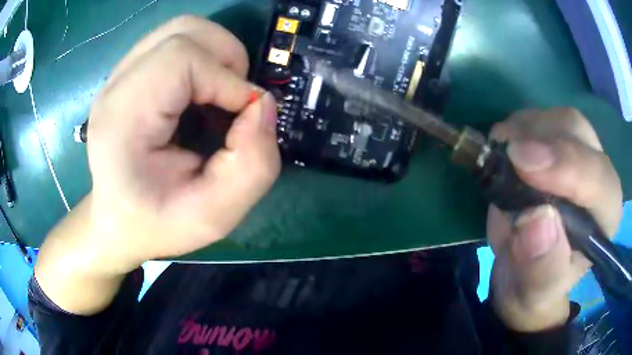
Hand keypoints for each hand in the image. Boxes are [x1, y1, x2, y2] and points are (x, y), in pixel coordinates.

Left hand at [35, 16, 279, 313]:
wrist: (118, 222)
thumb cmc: (157, 224)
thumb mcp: (214, 216)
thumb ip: (253, 166)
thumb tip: (264, 106)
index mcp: (123, 120)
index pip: (181, 58)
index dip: (226, 79)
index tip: (244, 116)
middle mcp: (116, 88)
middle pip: (183, 31)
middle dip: (225, 57)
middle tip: (232, 100)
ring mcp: (119, 77)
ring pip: (181, 29)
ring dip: (215, 53)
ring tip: (218, 93)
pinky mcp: (127, 76)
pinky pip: (173, 42)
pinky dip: (200, 57)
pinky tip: (198, 92)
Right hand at [486, 107, 621, 331]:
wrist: (526, 273)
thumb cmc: (536, 287)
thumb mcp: (534, 291)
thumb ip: (541, 268)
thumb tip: (536, 220)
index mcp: (605, 216)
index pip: (597, 177)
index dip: (565, 165)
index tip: (520, 163)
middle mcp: (599, 175)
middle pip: (578, 133)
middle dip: (542, 138)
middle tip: (506, 155)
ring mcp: (579, 153)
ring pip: (558, 120)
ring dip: (526, 130)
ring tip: (502, 159)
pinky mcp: (558, 144)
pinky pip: (539, 118)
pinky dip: (517, 128)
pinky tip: (505, 150)